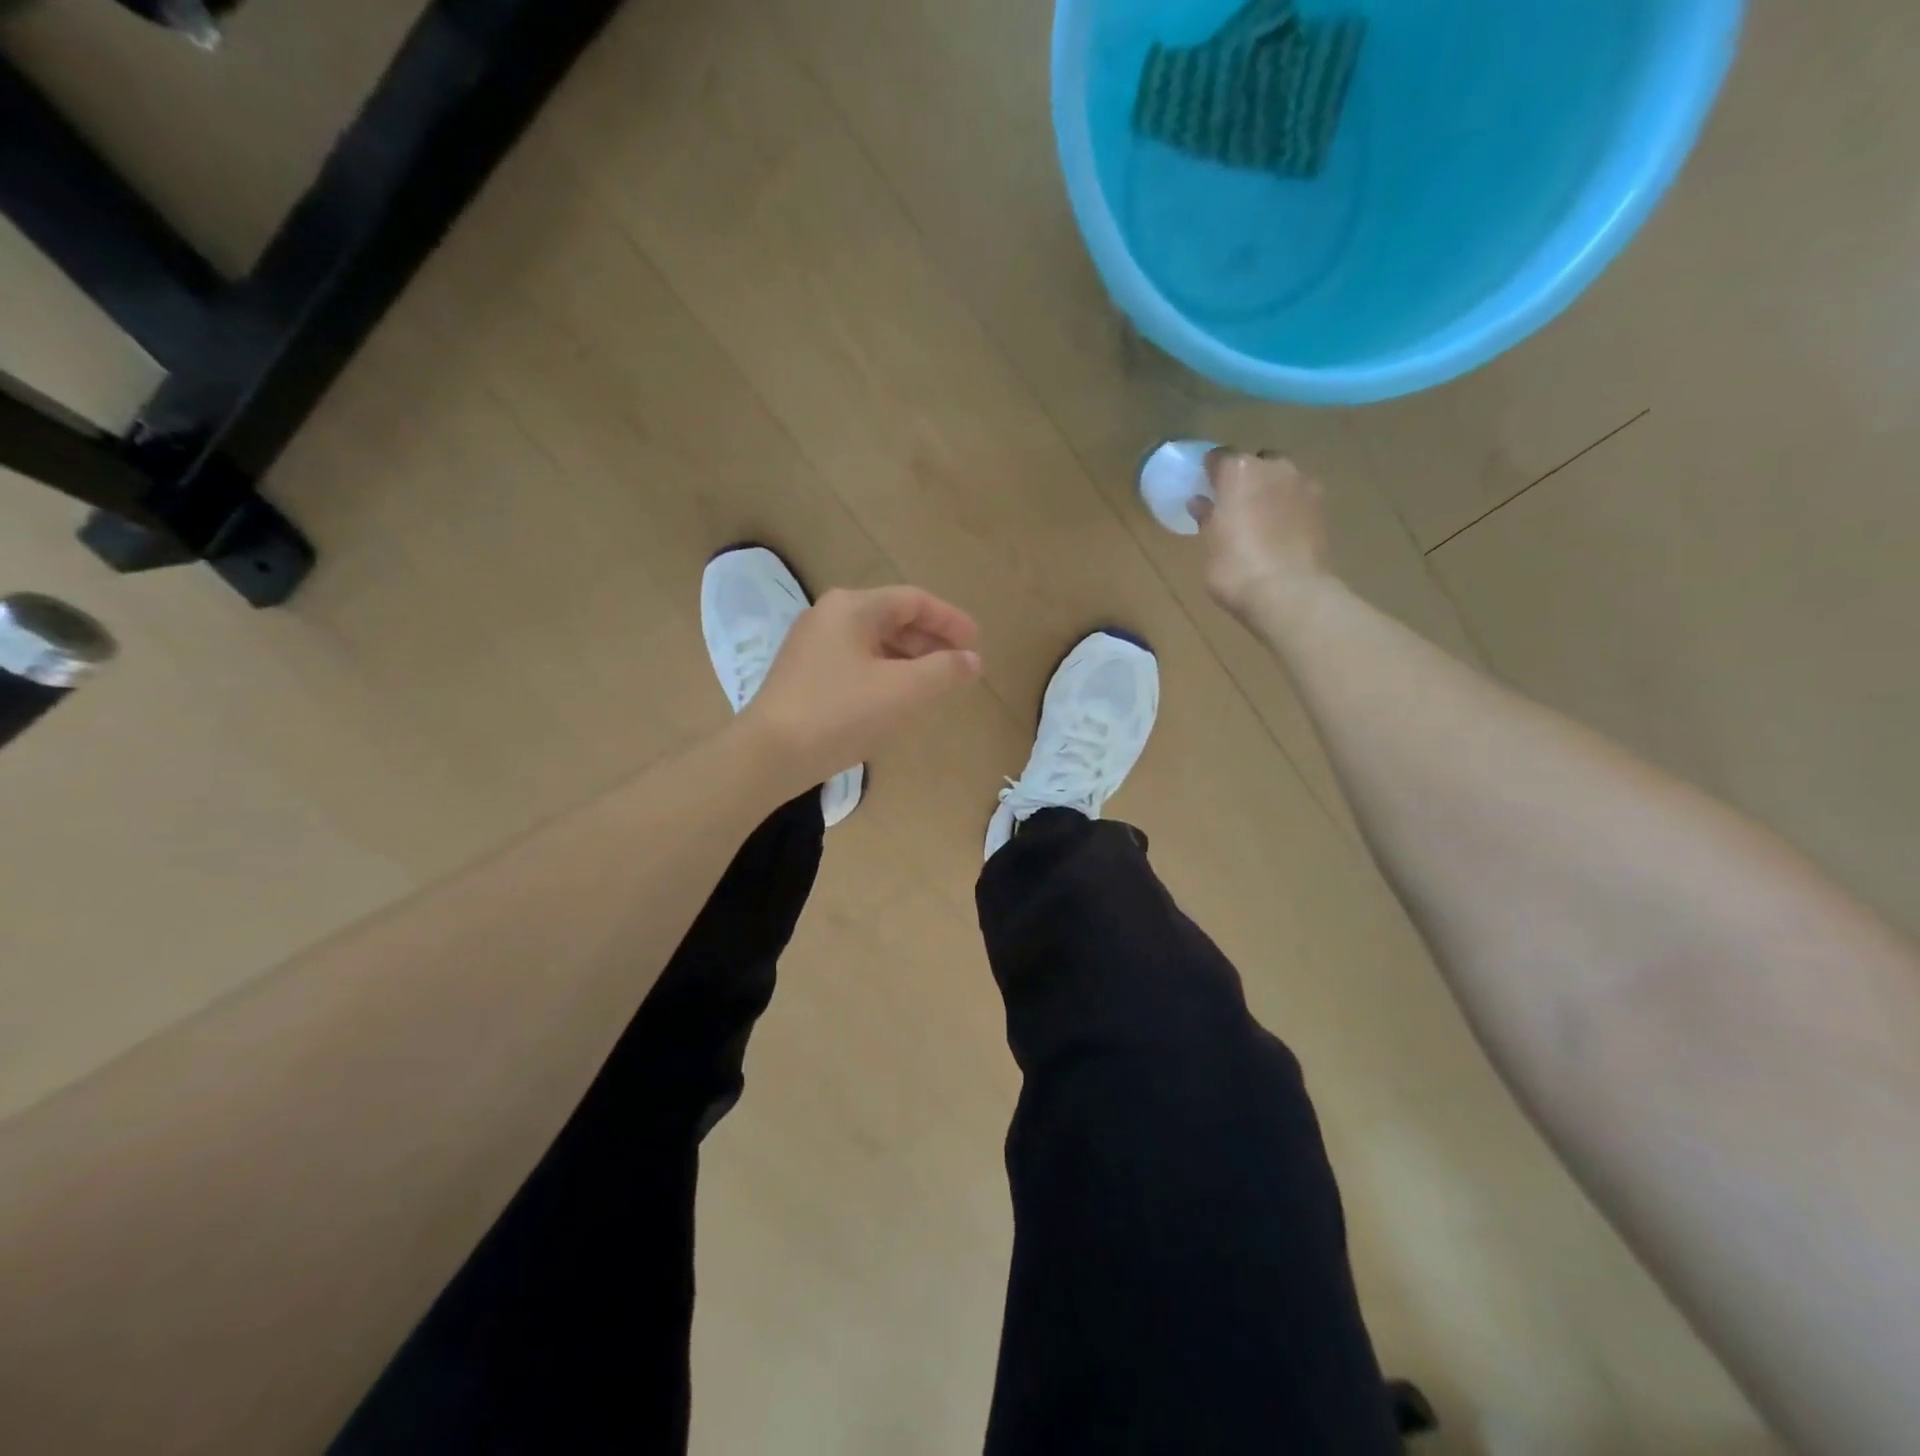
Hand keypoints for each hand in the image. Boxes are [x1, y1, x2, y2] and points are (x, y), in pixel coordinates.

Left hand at [740, 585, 982, 793]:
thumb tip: (972, 660)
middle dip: (930, 641)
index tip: (976, 643)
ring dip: (908, 659)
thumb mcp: (902, 691)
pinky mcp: (804, 674)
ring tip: (933, 684)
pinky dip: (884, 673)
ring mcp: (812, 645)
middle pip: (892, 618)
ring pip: (873, 642)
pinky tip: (895, 698)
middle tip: (958, 666)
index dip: (950, 620)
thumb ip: (944, 670)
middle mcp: (829, 616)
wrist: (769, 754)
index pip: (913, 600)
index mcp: (852, 607)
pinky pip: (855, 662)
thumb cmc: (840, 713)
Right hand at [1193, 449, 1333, 628]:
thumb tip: (1201, 502)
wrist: (1288, 593)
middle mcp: (1274, 466)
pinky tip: (1280, 530)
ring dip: (1269, 491)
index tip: (1204, 487)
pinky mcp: (1322, 506)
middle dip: (1245, 478)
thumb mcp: (1210, 544)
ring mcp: (1303, 484)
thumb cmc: (1235, 567)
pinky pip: (1298, 497)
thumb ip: (1207, 517)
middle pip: (1255, 463)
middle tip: (1233, 505)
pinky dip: (1288, 507)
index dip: (1210, 471)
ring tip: (1259, 519)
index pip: (1219, 457)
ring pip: (1280, 478)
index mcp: (1239, 470)